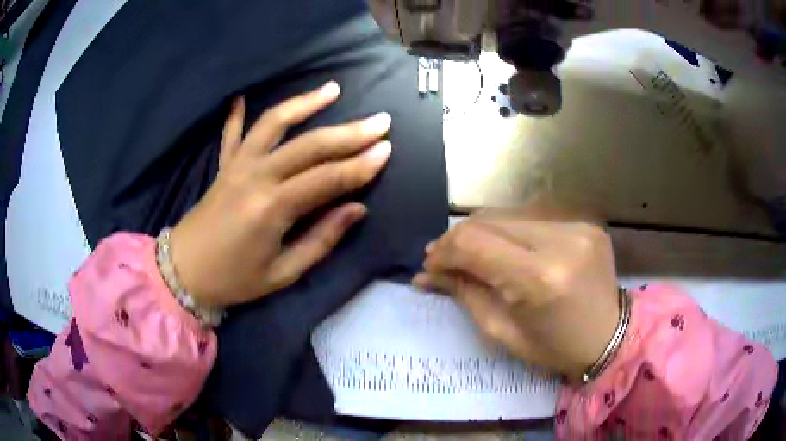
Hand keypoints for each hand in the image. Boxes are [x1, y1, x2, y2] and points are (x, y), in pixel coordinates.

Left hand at [170, 82, 391, 306]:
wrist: (184, 271)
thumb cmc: (234, 279)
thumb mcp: (283, 273)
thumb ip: (321, 239)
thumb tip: (357, 209)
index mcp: (273, 207)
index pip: (327, 178)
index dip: (360, 165)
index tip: (387, 150)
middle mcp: (256, 176)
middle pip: (309, 144)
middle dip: (349, 132)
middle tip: (380, 121)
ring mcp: (237, 165)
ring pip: (274, 123)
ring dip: (305, 103)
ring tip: (332, 89)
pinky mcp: (223, 166)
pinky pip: (232, 133)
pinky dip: (237, 113)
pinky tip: (242, 96)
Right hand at [413, 208, 620, 381]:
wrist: (609, 337)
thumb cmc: (554, 348)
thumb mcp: (502, 331)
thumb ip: (465, 293)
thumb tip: (426, 274)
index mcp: (540, 279)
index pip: (474, 243)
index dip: (444, 251)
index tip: (430, 266)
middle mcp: (561, 240)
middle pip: (488, 221)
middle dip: (458, 240)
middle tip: (445, 261)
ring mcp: (576, 225)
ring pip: (508, 214)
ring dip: (482, 233)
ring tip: (472, 254)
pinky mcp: (583, 221)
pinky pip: (532, 218)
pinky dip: (510, 231)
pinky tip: (505, 249)